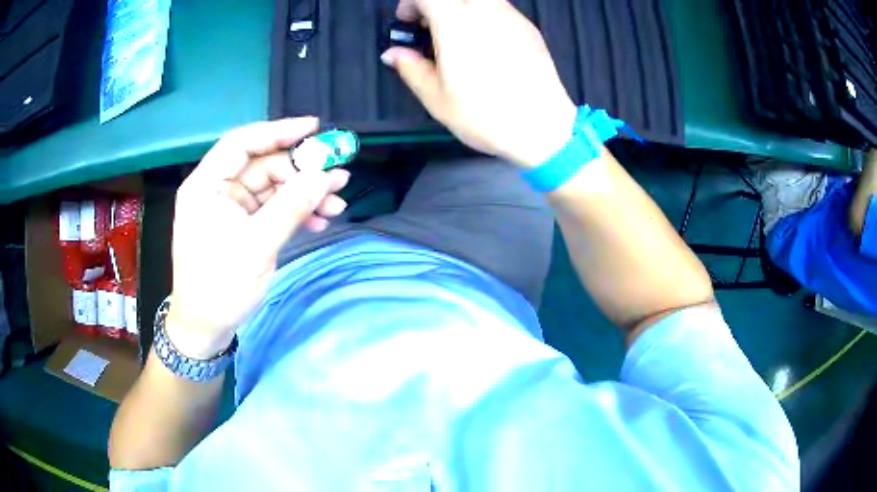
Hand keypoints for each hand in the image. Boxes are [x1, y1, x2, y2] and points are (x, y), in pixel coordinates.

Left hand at [168, 118, 349, 358]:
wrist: (206, 328)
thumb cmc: (219, 286)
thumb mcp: (256, 245)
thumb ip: (290, 207)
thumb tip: (324, 175)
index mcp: (207, 185)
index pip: (242, 143)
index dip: (278, 131)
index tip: (314, 128)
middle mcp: (218, 190)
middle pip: (264, 166)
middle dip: (301, 172)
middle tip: (338, 177)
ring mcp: (232, 209)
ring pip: (273, 188)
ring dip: (304, 195)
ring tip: (336, 204)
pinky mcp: (243, 227)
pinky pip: (273, 210)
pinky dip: (296, 213)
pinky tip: (319, 222)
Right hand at [384, 0, 576, 167]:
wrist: (543, 127)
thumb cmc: (484, 114)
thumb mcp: (436, 97)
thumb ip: (410, 67)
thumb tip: (392, 53)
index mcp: (456, 22)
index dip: (410, 4)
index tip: (406, 23)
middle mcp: (486, 10)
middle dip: (435, 4)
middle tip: (430, 27)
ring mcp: (512, 16)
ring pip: (479, 0)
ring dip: (460, 8)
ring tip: (457, 38)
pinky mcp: (530, 28)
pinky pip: (499, 10)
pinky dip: (483, 16)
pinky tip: (485, 46)